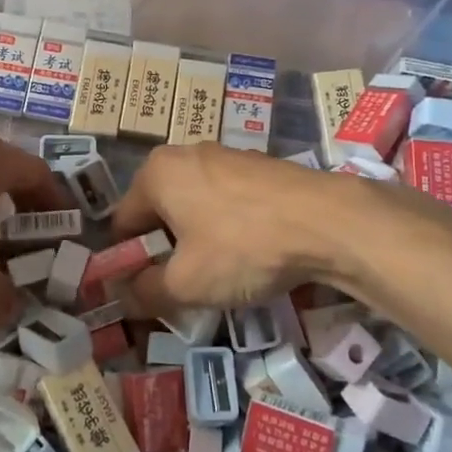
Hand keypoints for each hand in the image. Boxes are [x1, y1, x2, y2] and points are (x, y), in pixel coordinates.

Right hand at [108, 144, 356, 315]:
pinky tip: (250, 253)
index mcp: (157, 173)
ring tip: (220, 275)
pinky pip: (227, 201)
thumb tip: (125, 297)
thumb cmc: (243, 247)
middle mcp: (186, 154)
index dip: (128, 263)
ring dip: (197, 240)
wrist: (328, 221)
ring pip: (195, 206)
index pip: (123, 224)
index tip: (143, 293)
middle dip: (165, 251)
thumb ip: (146, 292)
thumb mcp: (186, 283)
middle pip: (160, 212)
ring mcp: (226, 156)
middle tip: (182, 288)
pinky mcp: (260, 166)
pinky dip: (228, 227)